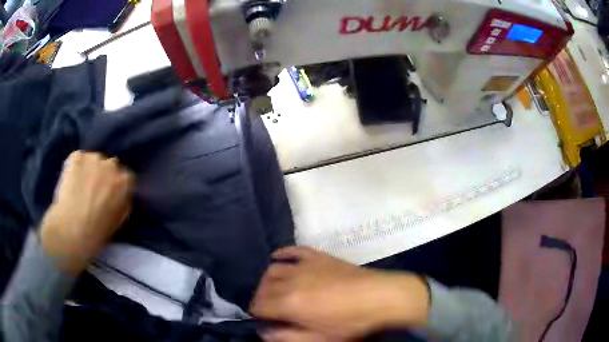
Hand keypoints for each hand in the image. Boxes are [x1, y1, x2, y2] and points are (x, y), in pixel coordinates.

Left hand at [40, 151, 133, 273]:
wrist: (72, 230)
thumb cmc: (97, 232)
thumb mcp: (118, 220)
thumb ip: (121, 201)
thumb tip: (118, 194)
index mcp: (125, 182)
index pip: (125, 177)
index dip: (115, 186)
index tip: (109, 195)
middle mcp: (112, 164)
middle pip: (109, 165)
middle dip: (102, 175)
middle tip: (93, 191)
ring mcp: (94, 157)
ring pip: (92, 161)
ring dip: (88, 170)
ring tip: (79, 187)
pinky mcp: (77, 156)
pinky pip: (77, 159)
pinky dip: (74, 168)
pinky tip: (70, 182)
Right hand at [251, 247, 430, 339]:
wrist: (380, 297)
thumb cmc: (351, 323)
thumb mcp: (320, 339)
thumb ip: (288, 337)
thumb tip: (264, 333)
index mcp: (290, 304)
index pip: (260, 305)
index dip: (257, 313)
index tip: (261, 319)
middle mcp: (291, 281)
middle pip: (264, 287)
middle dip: (260, 298)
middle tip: (267, 308)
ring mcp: (305, 265)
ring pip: (274, 268)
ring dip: (267, 280)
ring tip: (272, 289)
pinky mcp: (318, 256)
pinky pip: (294, 250)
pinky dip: (282, 253)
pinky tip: (277, 256)